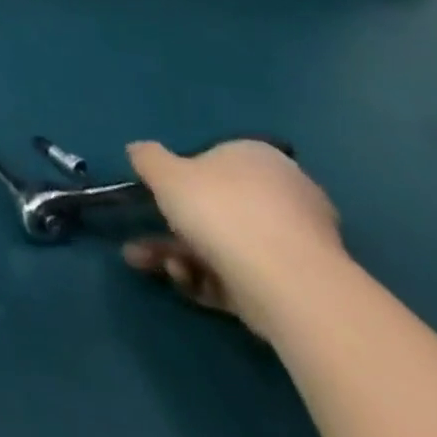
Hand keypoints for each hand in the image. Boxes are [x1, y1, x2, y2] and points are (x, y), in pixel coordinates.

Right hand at [121, 139, 342, 338]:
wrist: (287, 285)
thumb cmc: (221, 210)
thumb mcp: (164, 173)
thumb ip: (148, 158)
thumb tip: (140, 150)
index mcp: (257, 157)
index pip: (215, 160)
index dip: (181, 178)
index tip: (156, 196)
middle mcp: (283, 194)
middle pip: (216, 208)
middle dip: (171, 227)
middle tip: (139, 242)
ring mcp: (294, 243)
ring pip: (224, 245)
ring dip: (179, 255)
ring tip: (148, 266)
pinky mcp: (297, 286)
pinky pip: (243, 275)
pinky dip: (209, 279)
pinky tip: (185, 284)